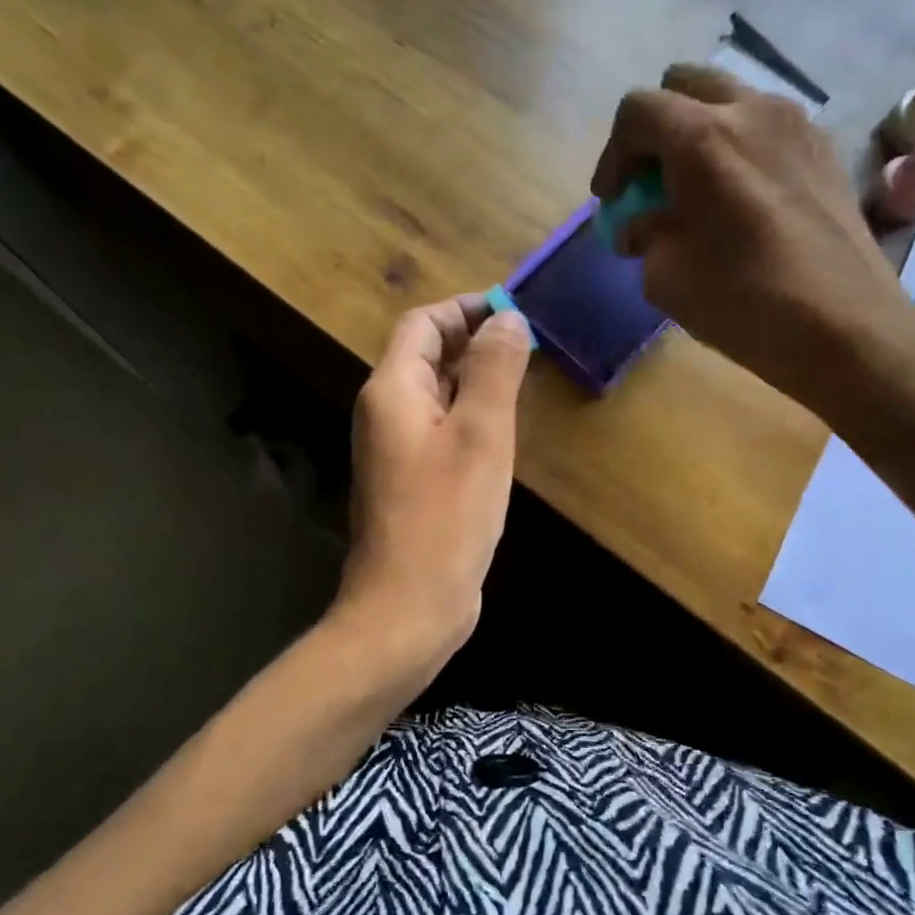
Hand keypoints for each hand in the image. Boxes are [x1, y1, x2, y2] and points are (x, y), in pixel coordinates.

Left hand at [335, 295, 531, 670]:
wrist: (408, 605)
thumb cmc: (446, 515)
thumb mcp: (481, 433)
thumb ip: (494, 369)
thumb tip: (507, 317)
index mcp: (391, 390)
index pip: (422, 324)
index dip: (465, 309)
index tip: (514, 311)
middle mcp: (385, 413)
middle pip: (426, 355)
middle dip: (474, 342)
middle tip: (529, 344)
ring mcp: (396, 450)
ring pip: (436, 394)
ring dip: (475, 378)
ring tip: (523, 378)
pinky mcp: (412, 481)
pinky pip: (440, 429)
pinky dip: (470, 415)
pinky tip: (503, 430)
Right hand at [589, 64, 914, 420]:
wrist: (845, 327)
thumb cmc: (744, 302)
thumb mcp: (666, 277)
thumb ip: (645, 235)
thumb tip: (644, 224)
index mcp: (703, 138)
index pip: (638, 111)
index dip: (612, 154)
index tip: (613, 200)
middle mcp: (752, 111)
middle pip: (685, 84)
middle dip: (656, 128)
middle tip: (651, 181)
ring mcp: (798, 125)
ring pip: (731, 100)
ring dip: (701, 133)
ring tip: (697, 189)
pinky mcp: (826, 150)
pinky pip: (768, 127)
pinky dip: (741, 148)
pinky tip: (741, 200)